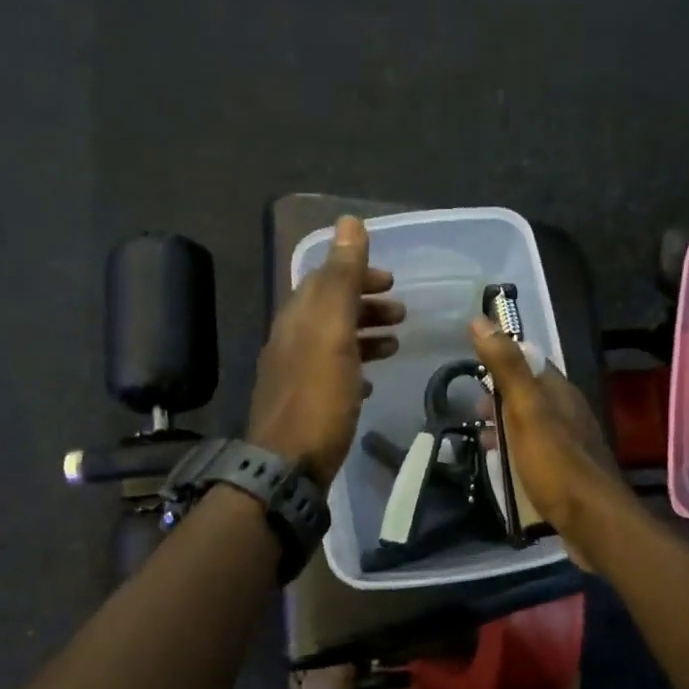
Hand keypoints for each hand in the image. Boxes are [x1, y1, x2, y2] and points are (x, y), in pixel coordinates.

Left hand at [249, 217, 403, 484]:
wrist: (287, 467)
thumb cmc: (318, 397)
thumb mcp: (333, 332)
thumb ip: (342, 278)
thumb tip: (348, 221)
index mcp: (297, 318)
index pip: (325, 279)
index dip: (357, 272)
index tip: (391, 279)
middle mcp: (290, 340)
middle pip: (329, 309)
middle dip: (365, 304)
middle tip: (401, 311)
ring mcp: (294, 374)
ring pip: (332, 341)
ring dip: (364, 335)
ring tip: (395, 342)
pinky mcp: (303, 404)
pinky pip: (331, 373)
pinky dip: (354, 367)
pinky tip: (370, 382)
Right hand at [469, 315, 638, 569]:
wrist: (593, 522)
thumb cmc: (555, 463)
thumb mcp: (526, 410)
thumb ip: (506, 367)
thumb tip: (481, 319)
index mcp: (561, 393)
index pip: (530, 362)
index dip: (502, 361)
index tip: (472, 369)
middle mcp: (569, 413)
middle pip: (529, 396)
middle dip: (499, 400)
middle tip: (471, 413)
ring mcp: (570, 445)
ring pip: (531, 426)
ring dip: (505, 429)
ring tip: (480, 443)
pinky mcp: (567, 474)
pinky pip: (535, 453)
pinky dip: (515, 453)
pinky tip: (502, 469)